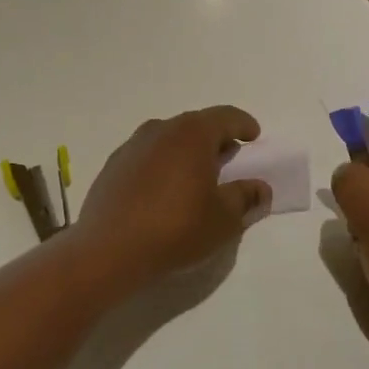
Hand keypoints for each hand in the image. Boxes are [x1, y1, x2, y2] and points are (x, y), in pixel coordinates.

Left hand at [72, 107, 271, 281]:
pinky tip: (164, 191)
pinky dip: (163, 165)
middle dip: (216, 139)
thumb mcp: (224, 218)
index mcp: (192, 134)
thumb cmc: (176, 228)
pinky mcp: (113, 166)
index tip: (254, 137)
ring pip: (169, 139)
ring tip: (197, 177)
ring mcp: (132, 146)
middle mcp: (161, 130)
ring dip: (187, 152)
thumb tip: (259, 188)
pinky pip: (148, 156)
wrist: (108, 251)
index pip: (226, 117)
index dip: (244, 125)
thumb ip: (245, 197)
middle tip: (229, 159)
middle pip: (196, 125)